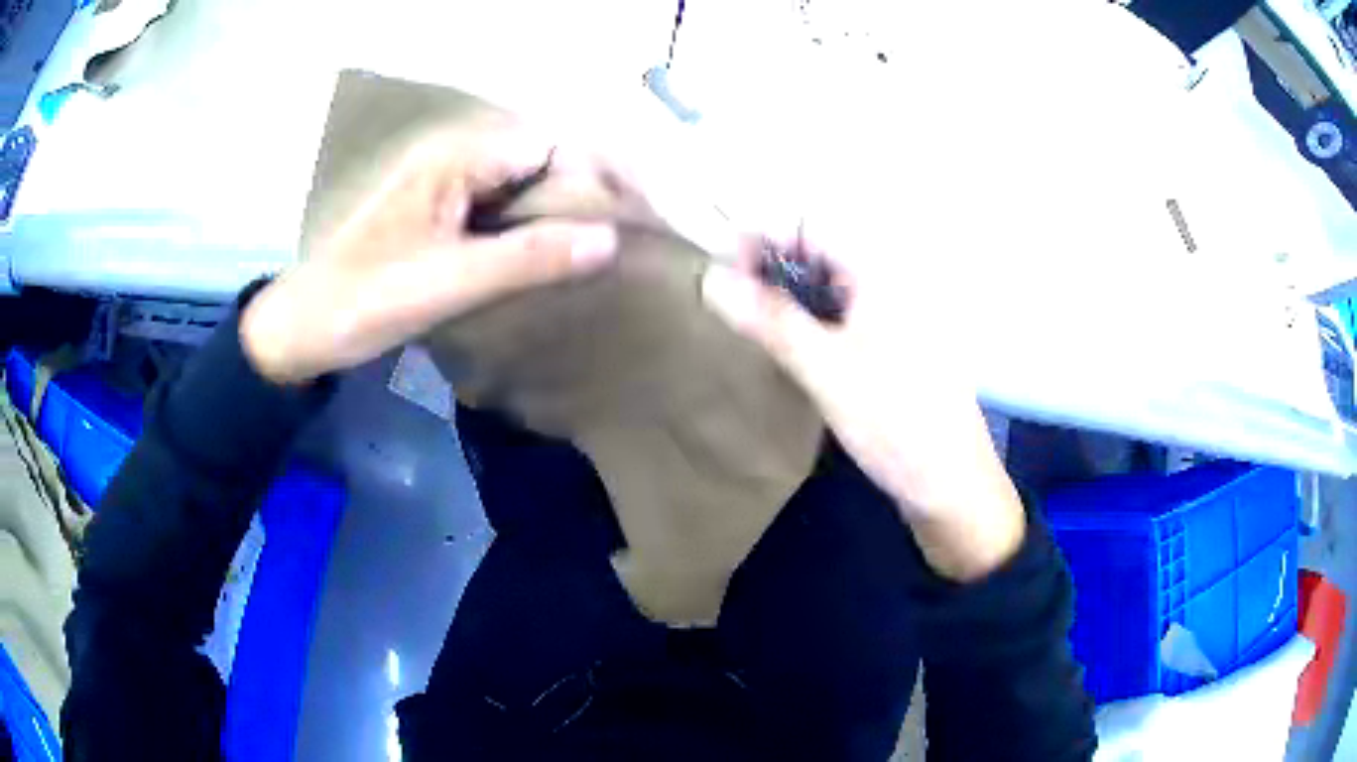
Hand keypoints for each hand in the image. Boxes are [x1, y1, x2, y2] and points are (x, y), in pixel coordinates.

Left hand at [240, 129, 618, 384]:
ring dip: (562, 212)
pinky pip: (501, 209)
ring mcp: (446, 185)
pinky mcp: (440, 214)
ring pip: (524, 185)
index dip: (597, 175)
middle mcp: (455, 158)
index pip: (550, 146)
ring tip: (603, 249)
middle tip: (627, 239)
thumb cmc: (363, 301)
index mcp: (455, 158)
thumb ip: (527, 258)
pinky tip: (553, 257)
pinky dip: (532, 228)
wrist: (302, 330)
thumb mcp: (448, 282)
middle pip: (541, 160)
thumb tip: (611, 240)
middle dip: (586, 193)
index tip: (635, 218)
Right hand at [701, 228, 1024, 580]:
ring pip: (831, 289)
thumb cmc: (896, 423)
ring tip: (751, 323)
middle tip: (730, 302)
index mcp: (883, 273)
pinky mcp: (895, 349)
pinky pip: (845, 318)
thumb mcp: (827, 370)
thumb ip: (770, 321)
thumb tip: (710, 278)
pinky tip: (791, 347)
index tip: (723, 271)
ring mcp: (897, 317)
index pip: (811, 227)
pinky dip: (813, 323)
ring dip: (790, 298)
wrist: (952, 487)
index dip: (763, 238)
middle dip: (772, 269)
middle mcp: (893, 283)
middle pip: (822, 255)